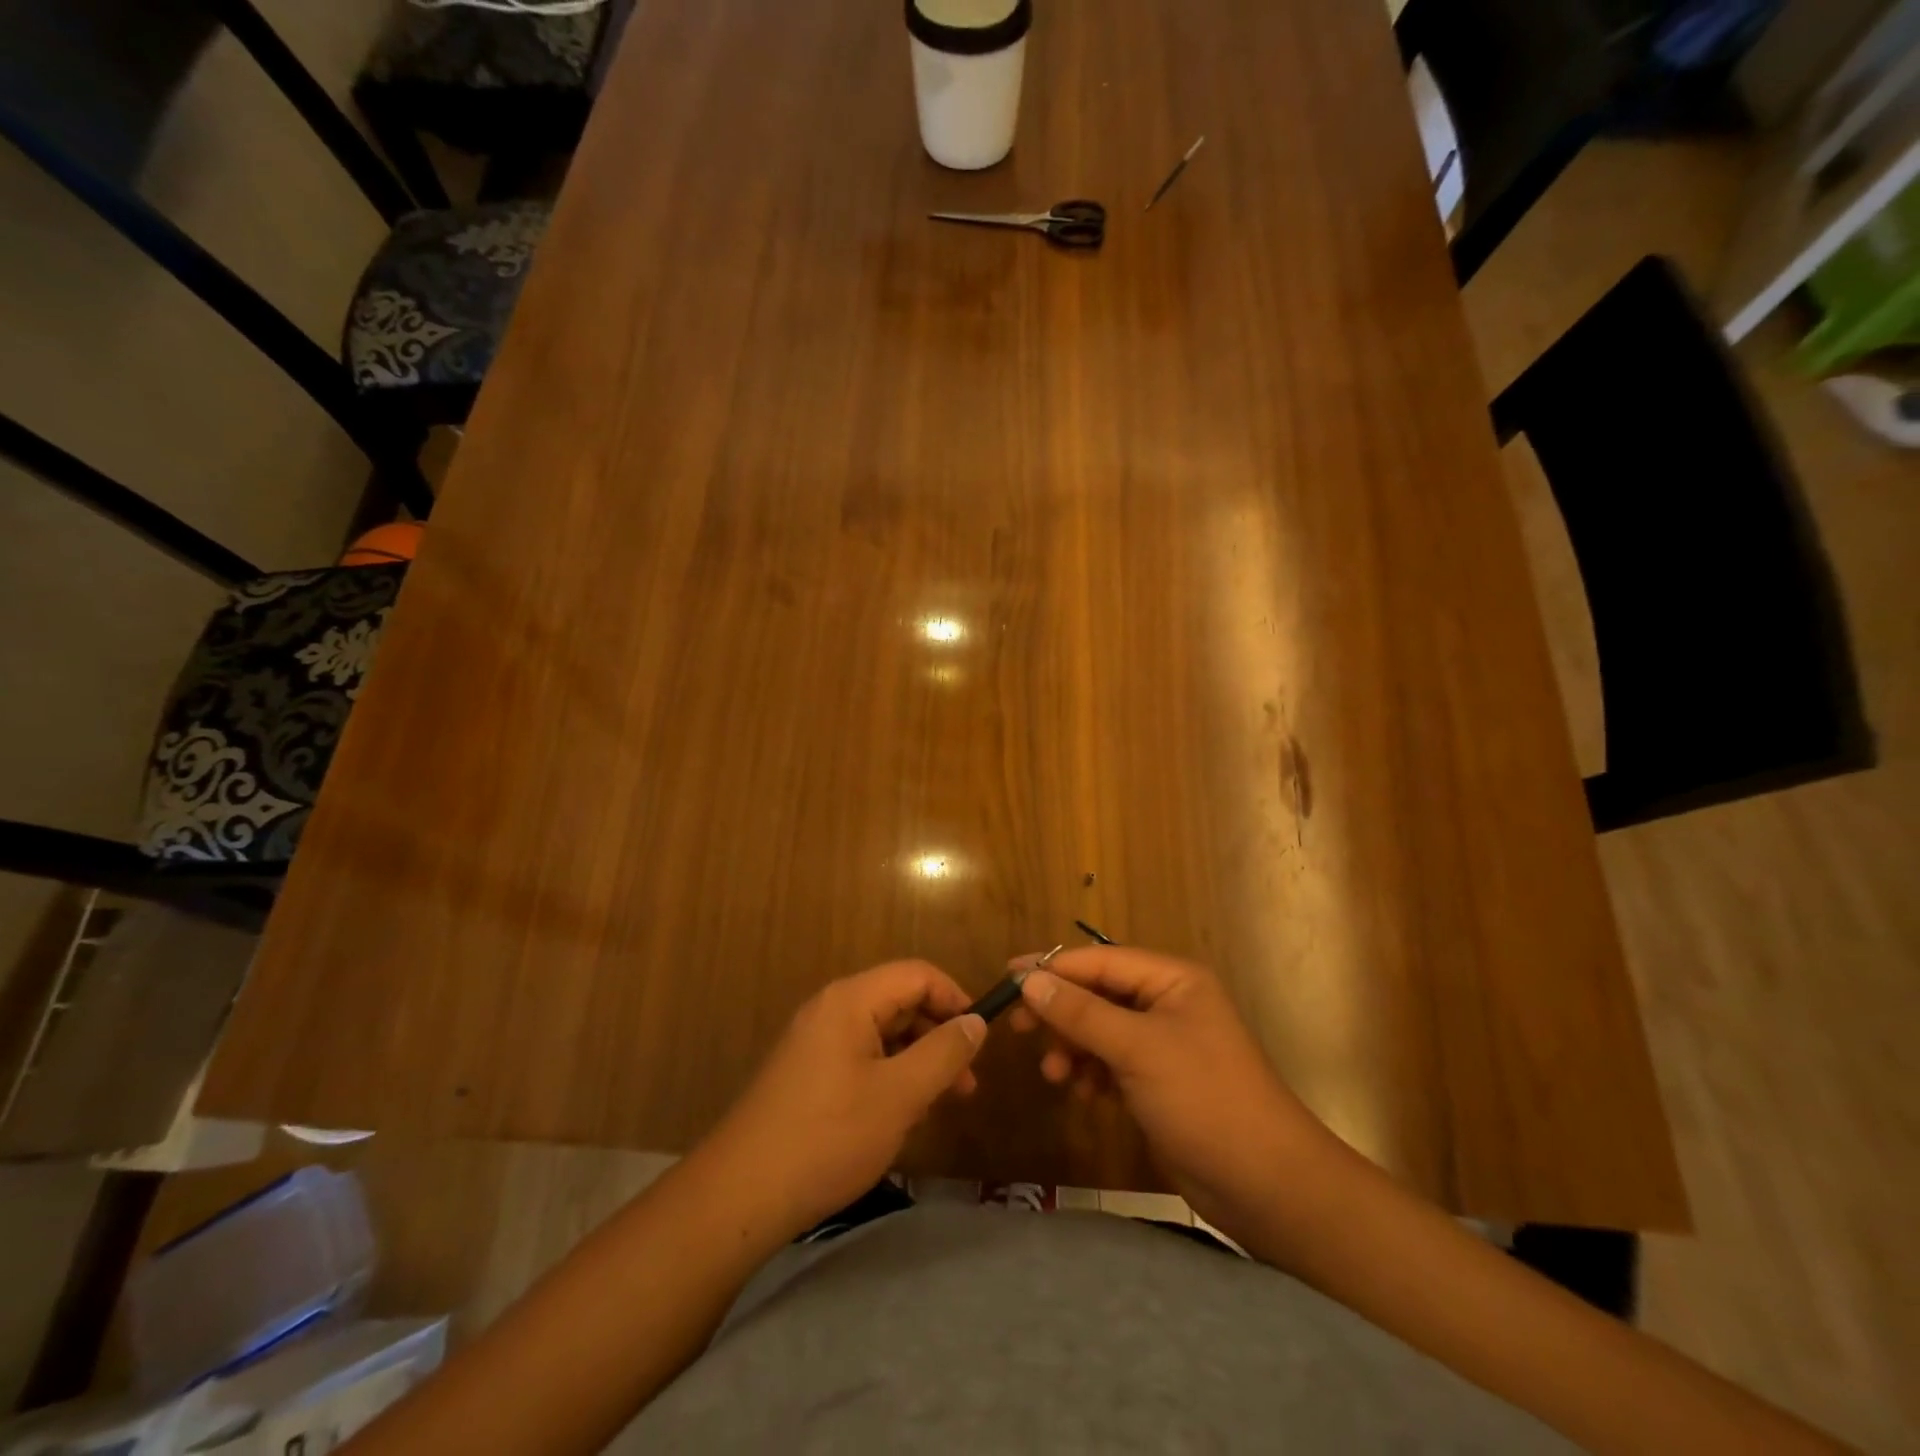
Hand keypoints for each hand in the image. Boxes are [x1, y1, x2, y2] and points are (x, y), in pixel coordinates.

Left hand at [705, 960, 985, 1234]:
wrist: (741, 1194)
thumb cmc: (828, 1137)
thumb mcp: (900, 1095)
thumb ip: (943, 1053)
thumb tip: (976, 1022)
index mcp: (851, 999)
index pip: (917, 974)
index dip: (955, 999)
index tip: (981, 1040)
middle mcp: (830, 1008)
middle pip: (900, 1001)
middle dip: (938, 1035)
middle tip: (967, 1084)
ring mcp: (814, 1041)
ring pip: (882, 1033)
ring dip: (917, 1060)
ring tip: (941, 1104)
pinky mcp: (806, 1072)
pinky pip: (861, 1057)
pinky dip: (890, 1075)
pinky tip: (901, 1114)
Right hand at [1011, 947, 1336, 1240]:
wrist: (1266, 1185)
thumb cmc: (1203, 1099)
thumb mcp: (1137, 1049)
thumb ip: (1081, 1013)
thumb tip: (1030, 981)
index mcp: (1172, 980)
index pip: (1101, 961)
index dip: (1054, 967)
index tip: (1007, 979)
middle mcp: (1167, 1004)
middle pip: (1098, 994)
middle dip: (1061, 1011)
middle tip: (1020, 1029)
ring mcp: (1164, 1045)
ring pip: (1101, 1030)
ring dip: (1073, 1047)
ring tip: (1055, 1075)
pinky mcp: (1159, 1082)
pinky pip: (1111, 1063)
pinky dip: (1091, 1072)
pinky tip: (1082, 1093)